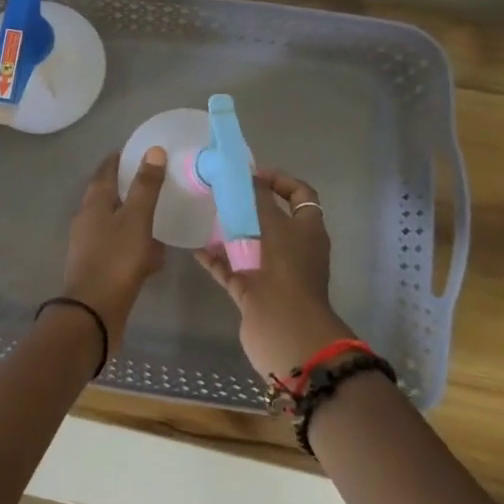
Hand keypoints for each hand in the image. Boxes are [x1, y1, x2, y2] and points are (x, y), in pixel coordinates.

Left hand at [60, 148, 168, 350]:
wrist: (93, 313)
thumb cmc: (115, 259)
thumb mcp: (136, 218)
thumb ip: (146, 186)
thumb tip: (153, 150)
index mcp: (94, 201)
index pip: (106, 169)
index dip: (121, 158)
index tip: (140, 151)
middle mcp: (87, 219)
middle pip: (109, 195)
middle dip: (130, 188)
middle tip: (156, 183)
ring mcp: (90, 244)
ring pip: (116, 223)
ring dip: (135, 219)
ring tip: (159, 218)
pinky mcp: (98, 267)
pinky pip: (121, 249)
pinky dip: (136, 247)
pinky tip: (154, 257)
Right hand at [195, 166, 354, 380]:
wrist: (284, 330)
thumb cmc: (285, 271)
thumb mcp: (275, 227)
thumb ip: (259, 199)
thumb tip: (249, 175)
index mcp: (308, 230)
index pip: (300, 195)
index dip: (280, 180)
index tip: (251, 173)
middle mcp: (293, 249)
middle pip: (271, 218)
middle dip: (247, 204)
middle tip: (221, 191)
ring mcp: (272, 271)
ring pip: (249, 243)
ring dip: (229, 230)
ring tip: (204, 213)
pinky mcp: (252, 290)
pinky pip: (231, 268)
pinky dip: (215, 258)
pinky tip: (195, 246)